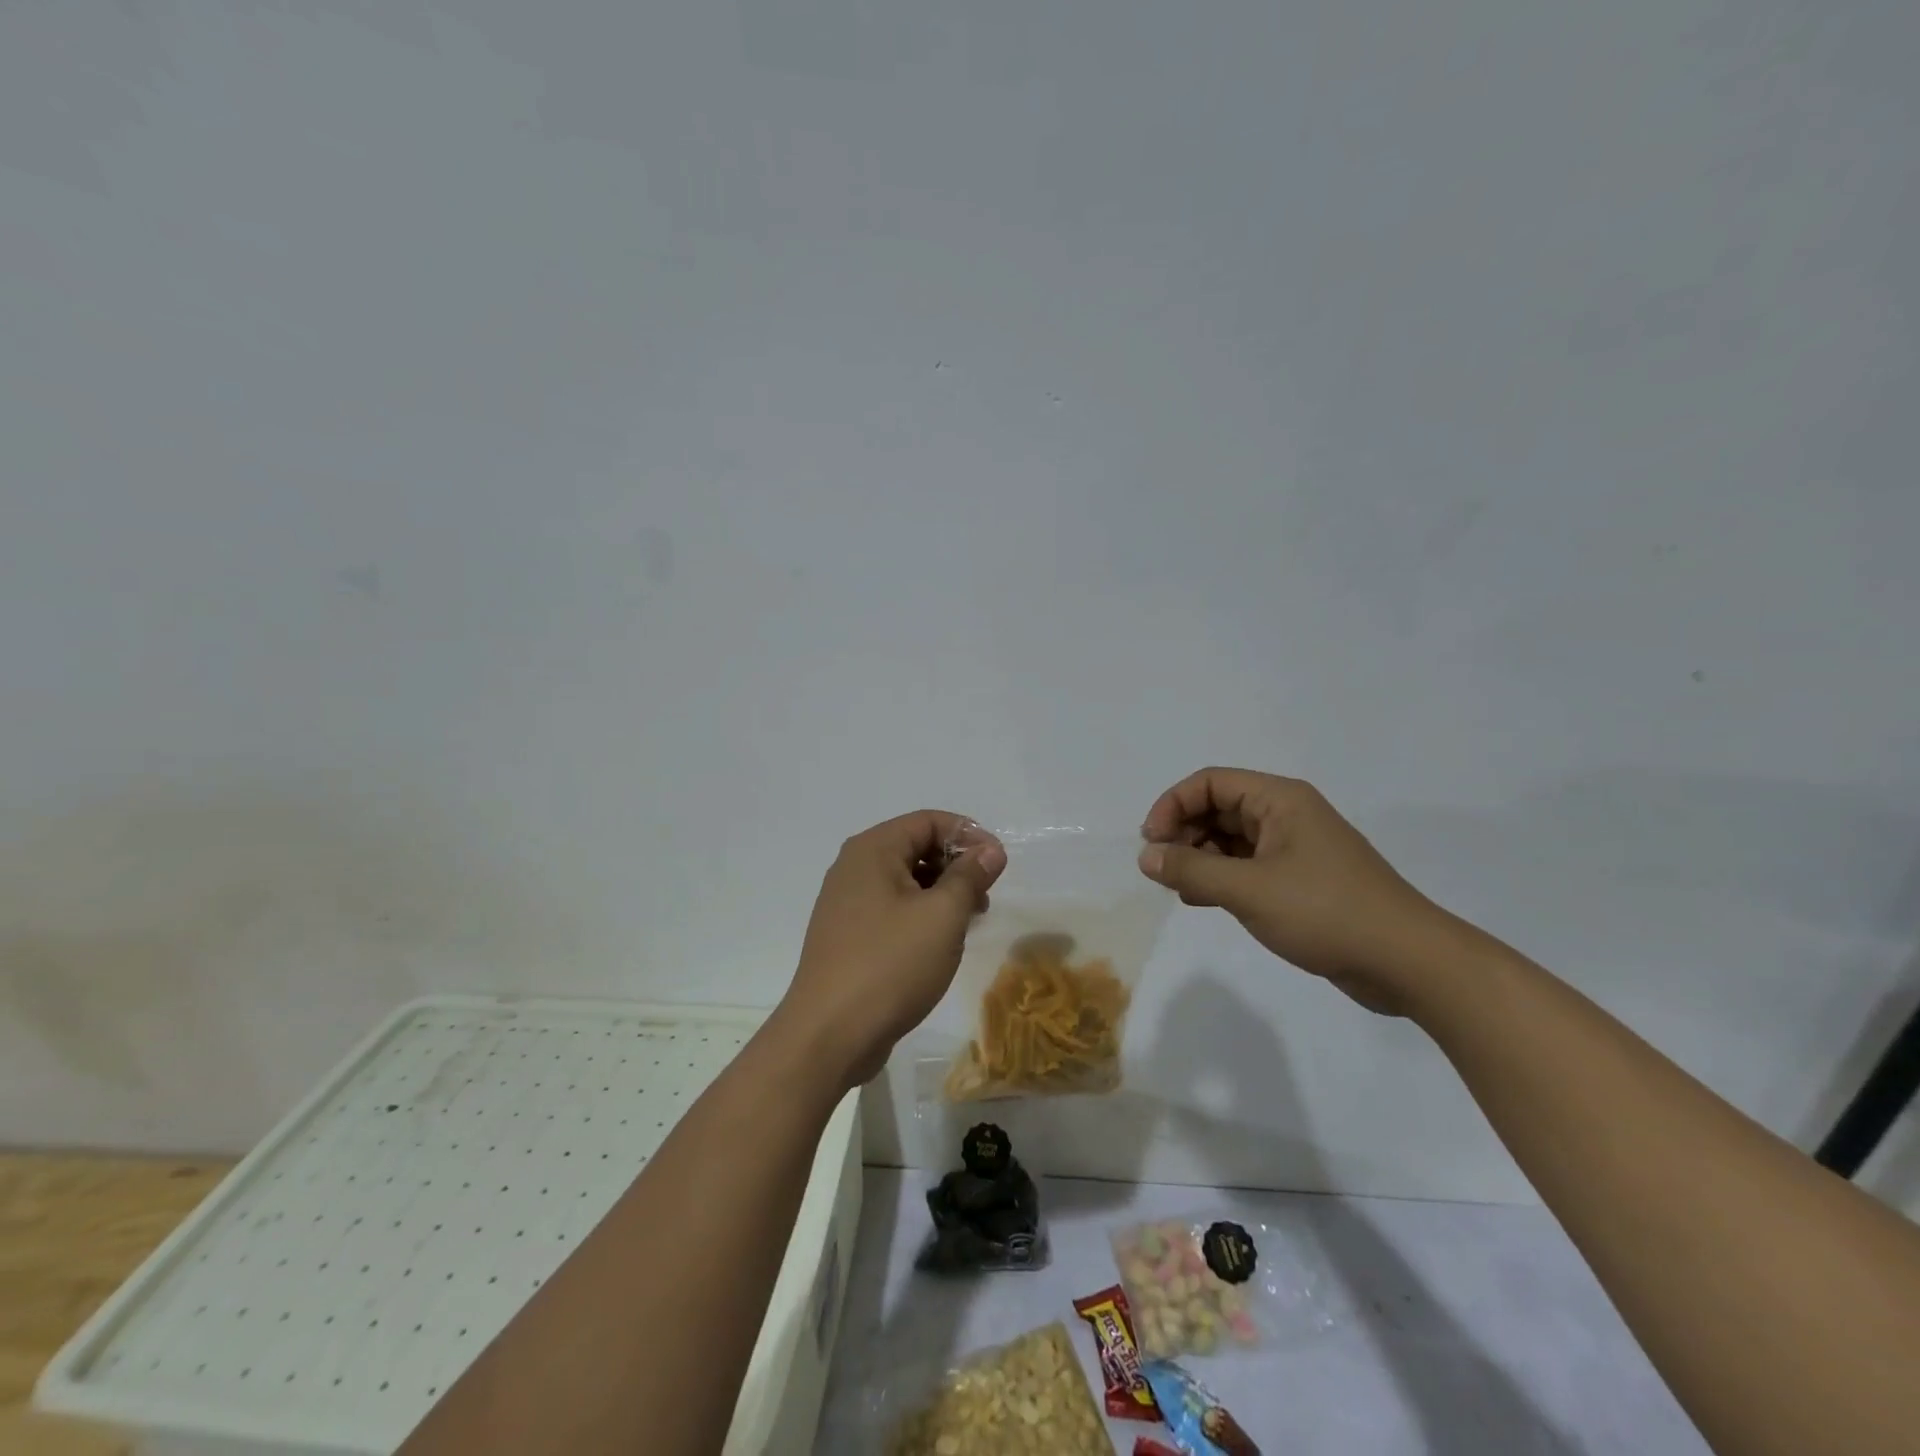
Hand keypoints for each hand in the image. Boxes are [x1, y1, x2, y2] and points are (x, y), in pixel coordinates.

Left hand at [778, 810, 1006, 1087]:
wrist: (829, 1035)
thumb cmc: (890, 964)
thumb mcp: (942, 916)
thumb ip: (969, 876)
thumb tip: (990, 849)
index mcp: (872, 850)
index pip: (928, 821)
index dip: (968, 835)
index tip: (998, 864)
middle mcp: (854, 867)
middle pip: (915, 846)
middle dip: (955, 865)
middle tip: (985, 896)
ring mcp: (846, 903)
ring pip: (905, 881)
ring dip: (941, 893)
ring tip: (968, 922)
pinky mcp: (847, 935)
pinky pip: (891, 909)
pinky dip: (920, 915)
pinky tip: (940, 943)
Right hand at [1139, 769, 1446, 1013]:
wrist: (1407, 962)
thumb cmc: (1326, 912)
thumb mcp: (1249, 889)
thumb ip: (1192, 870)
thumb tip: (1146, 856)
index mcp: (1280, 800)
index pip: (1211, 783)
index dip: (1173, 805)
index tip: (1152, 843)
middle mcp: (1286, 815)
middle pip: (1218, 808)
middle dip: (1184, 833)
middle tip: (1162, 870)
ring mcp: (1294, 849)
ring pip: (1230, 839)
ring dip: (1199, 857)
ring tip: (1180, 889)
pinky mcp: (1299, 881)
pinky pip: (1246, 867)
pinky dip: (1220, 877)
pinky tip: (1203, 901)